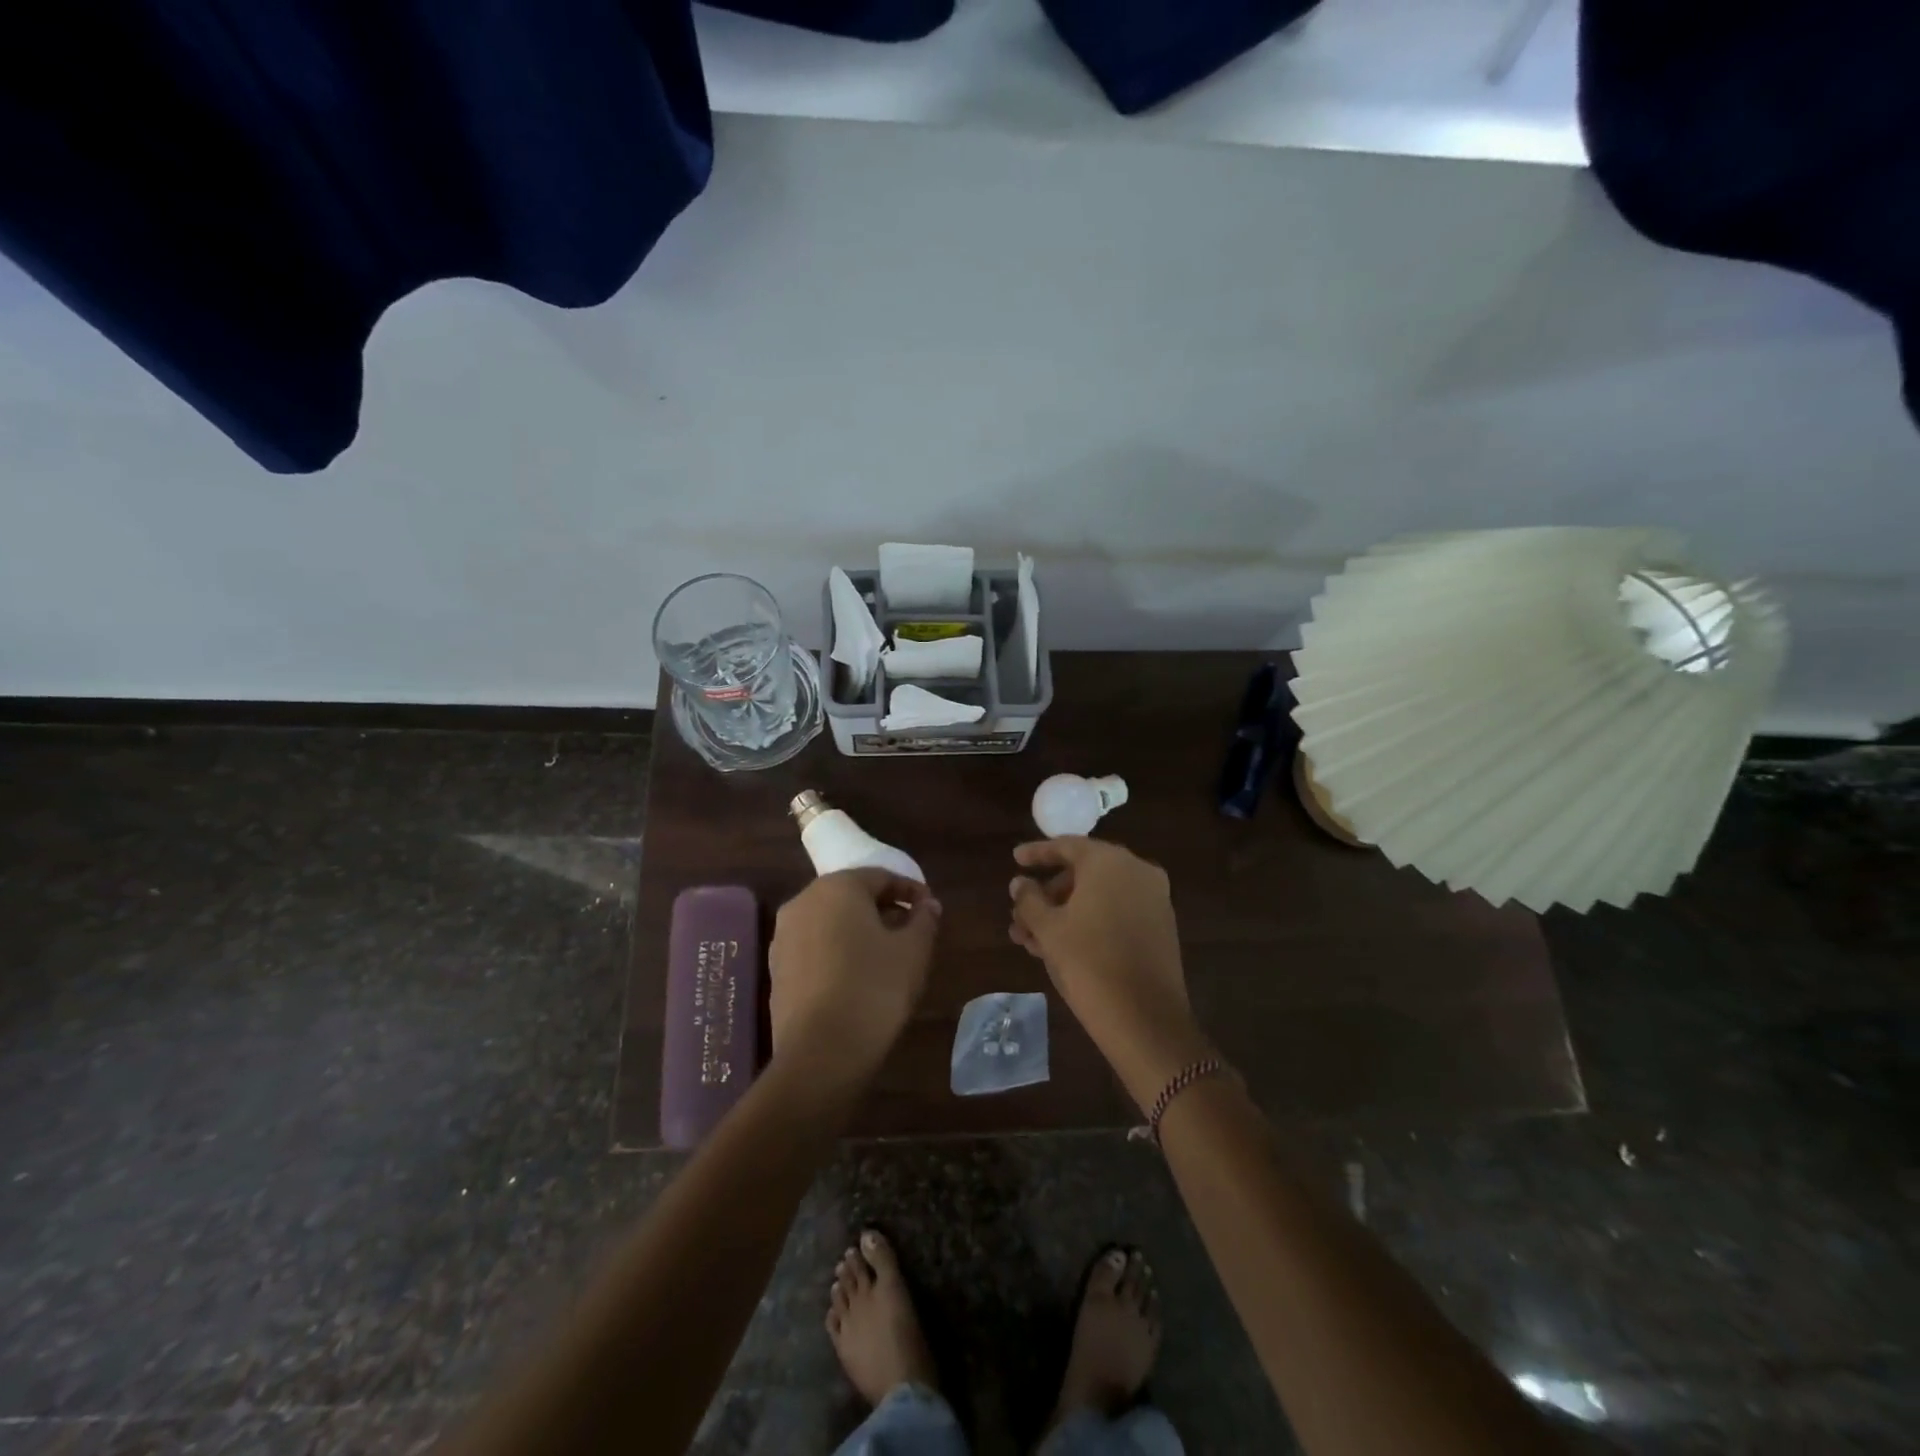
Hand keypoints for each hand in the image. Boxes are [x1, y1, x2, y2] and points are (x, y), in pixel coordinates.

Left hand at [769, 869, 940, 1085]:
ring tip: (886, 956)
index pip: (881, 877)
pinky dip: (837, 952)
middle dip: (883, 908)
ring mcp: (783, 936)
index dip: (910, 890)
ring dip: (859, 930)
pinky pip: (814, 947)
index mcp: (838, 887)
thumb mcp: (913, 951)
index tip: (930, 909)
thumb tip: (927, 904)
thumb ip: (923, 919)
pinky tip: (857, 977)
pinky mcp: (776, 969)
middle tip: (911, 931)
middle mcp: (804, 902)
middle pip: (851, 895)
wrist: (820, 1053)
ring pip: (830, 921)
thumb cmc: (874, 989)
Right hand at [1009, 838, 1209, 1108]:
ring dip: (1064, 912)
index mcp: (1109, 861)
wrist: (1146, 1019)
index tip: (1015, 859)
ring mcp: (1154, 898)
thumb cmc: (1088, 963)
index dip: (1037, 853)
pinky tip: (1060, 947)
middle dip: (1048, 893)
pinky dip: (1089, 921)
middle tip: (1020, 914)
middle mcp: (1136, 870)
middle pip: (1083, 872)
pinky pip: (1117, 911)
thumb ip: (1029, 900)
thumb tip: (1019, 883)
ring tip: (1030, 940)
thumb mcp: (1048, 929)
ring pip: (1098, 896)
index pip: (1066, 846)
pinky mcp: (1161, 926)